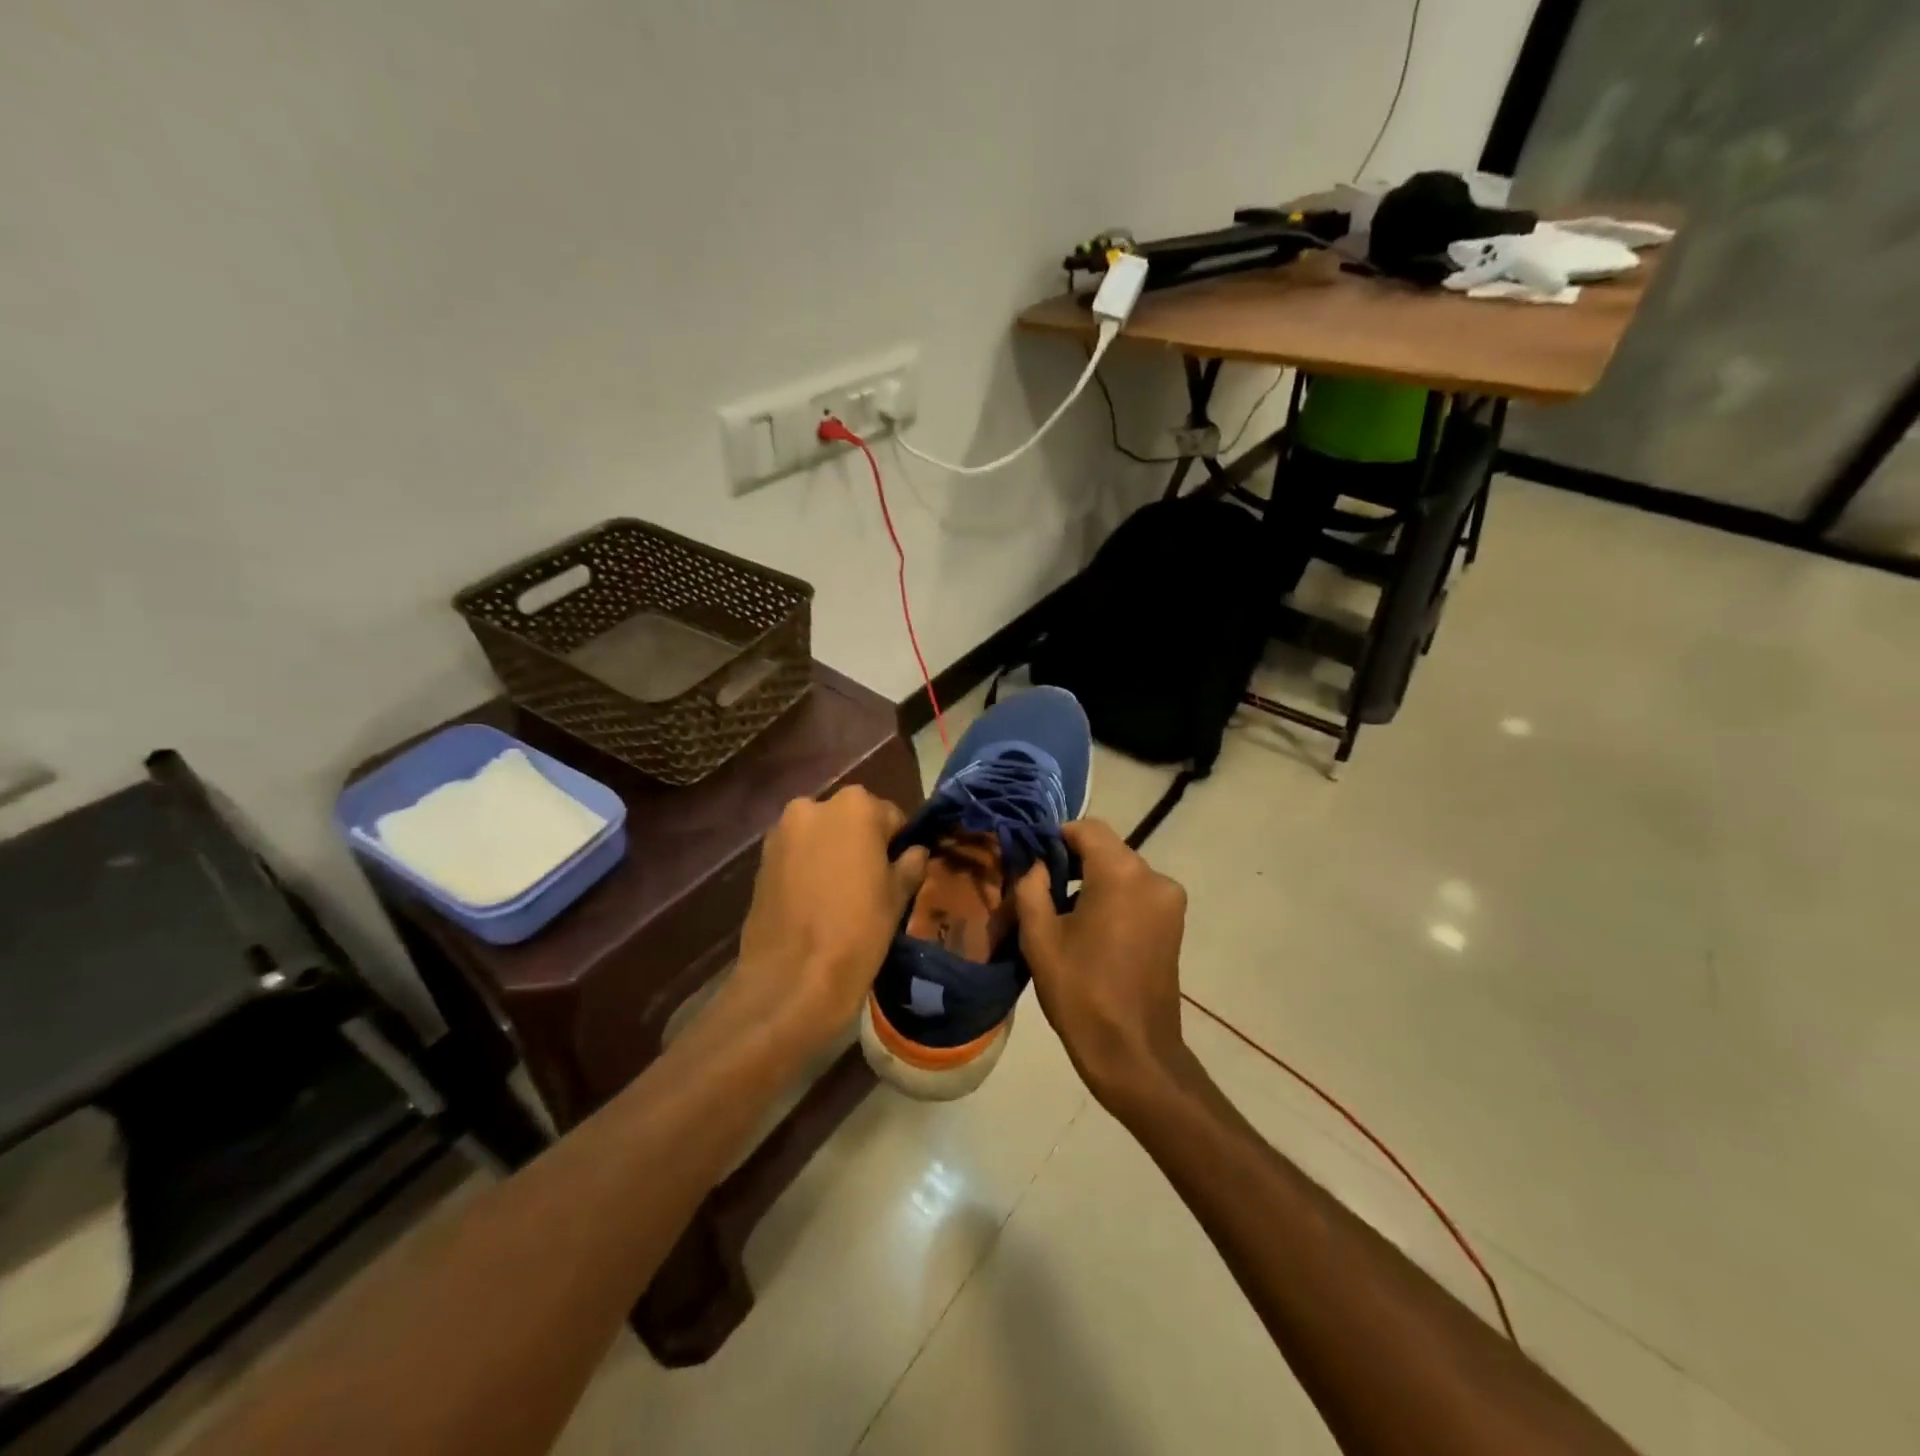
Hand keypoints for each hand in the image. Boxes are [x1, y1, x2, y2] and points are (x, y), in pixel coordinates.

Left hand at [728, 787, 928, 1054]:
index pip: (890, 816)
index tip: (900, 871)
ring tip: (841, 896)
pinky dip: (808, 869)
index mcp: (855, 806)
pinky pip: (796, 856)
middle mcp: (813, 806)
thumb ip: (910, 864)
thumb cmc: (858, 930)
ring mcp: (781, 832)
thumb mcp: (897, 896)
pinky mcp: (760, 861)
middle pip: (850, 820)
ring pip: (820, 837)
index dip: (897, 844)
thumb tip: (915, 852)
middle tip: (871, 883)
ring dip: (832, 854)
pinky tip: (815, 903)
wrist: (792, 979)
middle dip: (861, 844)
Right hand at [1012, 819, 1190, 1108]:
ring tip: (1059, 913)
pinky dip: (1111, 898)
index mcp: (1122, 873)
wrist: (1134, 1053)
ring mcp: (1169, 902)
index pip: (1087, 828)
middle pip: (1106, 849)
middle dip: (1072, 861)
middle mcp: (1153, 877)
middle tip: (1038, 888)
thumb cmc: (1081, 992)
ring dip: (1091, 882)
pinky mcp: (1174, 924)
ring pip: (1121, 872)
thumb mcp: (1040, 937)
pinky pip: (1136, 894)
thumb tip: (1036, 864)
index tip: (1032, 858)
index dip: (1056, 836)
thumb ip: (1032, 887)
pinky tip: (1088, 928)